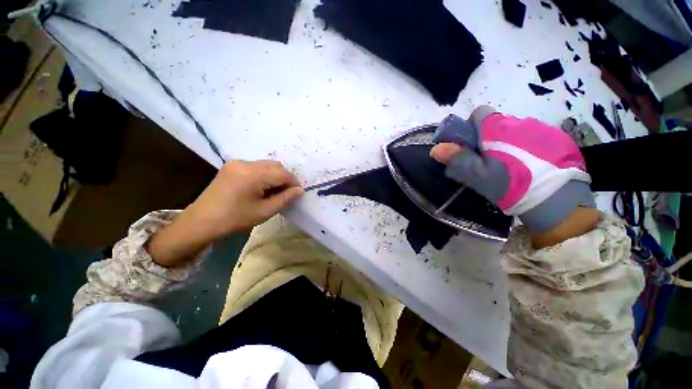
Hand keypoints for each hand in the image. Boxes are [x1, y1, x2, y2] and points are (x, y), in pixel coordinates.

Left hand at [146, 160, 303, 266]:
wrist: (201, 221)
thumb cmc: (235, 219)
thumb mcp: (264, 211)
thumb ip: (285, 198)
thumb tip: (300, 190)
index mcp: (253, 174)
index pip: (282, 173)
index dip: (293, 182)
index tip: (297, 193)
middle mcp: (245, 163)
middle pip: (275, 165)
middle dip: (285, 178)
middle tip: (286, 193)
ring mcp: (237, 163)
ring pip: (266, 165)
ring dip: (275, 176)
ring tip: (274, 191)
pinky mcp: (232, 166)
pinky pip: (256, 166)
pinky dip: (264, 175)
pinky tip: (262, 187)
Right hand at [431, 106, 596, 245]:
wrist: (559, 202)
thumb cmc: (512, 186)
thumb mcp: (478, 177)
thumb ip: (457, 160)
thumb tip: (436, 148)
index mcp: (497, 129)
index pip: (479, 113)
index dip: (471, 127)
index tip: (471, 146)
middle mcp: (519, 122)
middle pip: (497, 123)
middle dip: (489, 138)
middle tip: (489, 162)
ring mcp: (541, 129)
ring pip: (515, 131)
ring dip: (509, 143)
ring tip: (512, 166)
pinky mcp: (558, 139)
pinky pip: (534, 137)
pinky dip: (528, 147)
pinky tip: (531, 166)